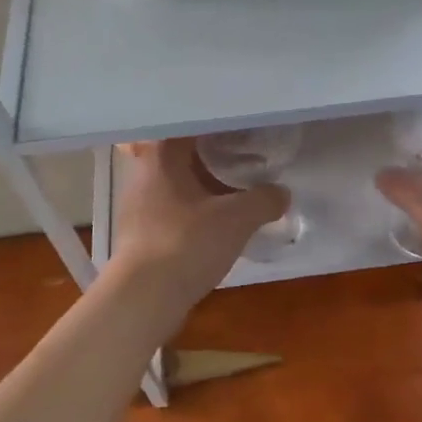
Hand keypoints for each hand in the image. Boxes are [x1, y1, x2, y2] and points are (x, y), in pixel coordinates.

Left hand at [108, 140, 288, 304]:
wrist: (144, 298)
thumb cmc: (187, 243)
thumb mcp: (237, 219)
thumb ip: (264, 200)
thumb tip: (282, 193)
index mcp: (162, 156)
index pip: (190, 124)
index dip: (218, 123)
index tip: (243, 126)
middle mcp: (144, 173)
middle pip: (183, 153)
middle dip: (213, 153)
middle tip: (246, 153)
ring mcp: (139, 205)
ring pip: (178, 182)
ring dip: (205, 183)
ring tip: (237, 186)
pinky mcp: (142, 233)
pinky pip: (174, 208)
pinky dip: (196, 208)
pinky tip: (218, 220)